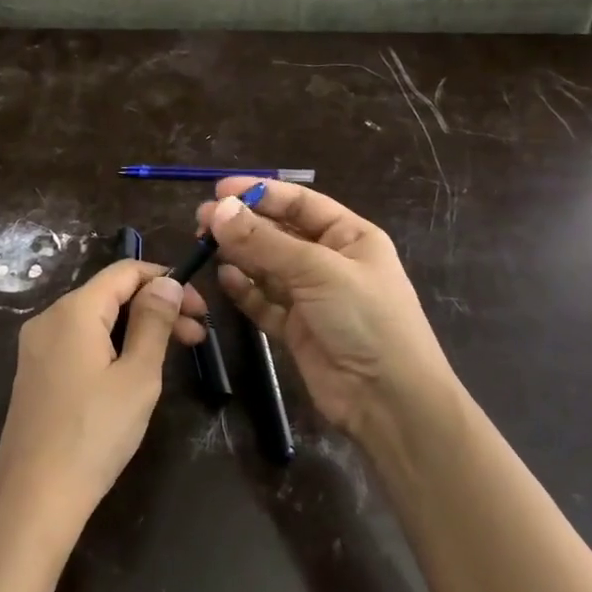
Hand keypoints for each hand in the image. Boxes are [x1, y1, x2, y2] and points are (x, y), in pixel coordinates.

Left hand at [0, 260, 206, 547]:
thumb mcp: (137, 376)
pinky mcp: (35, 373)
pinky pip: (79, 343)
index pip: (125, 271)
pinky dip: (111, 346)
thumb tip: (167, 283)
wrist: (34, 499)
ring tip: (174, 357)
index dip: (166, 280)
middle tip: (200, 338)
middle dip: (156, 308)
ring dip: (137, 329)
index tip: (201, 308)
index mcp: (73, 310)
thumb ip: (154, 322)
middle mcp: (49, 318)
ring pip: (96, 321)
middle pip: (110, 295)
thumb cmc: (94, 434)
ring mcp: (37, 347)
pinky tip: (133, 372)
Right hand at [197, 180, 456, 442]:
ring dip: (239, 255)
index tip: (219, 190)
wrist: (390, 401)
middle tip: (202, 220)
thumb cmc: (365, 319)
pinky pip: (264, 301)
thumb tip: (219, 209)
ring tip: (204, 245)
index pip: (299, 202)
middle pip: (278, 233)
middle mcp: (330, 262)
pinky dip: (244, 290)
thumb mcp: (317, 270)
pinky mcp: (296, 329)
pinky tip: (224, 279)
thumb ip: (264, 241)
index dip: (260, 193)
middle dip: (243, 225)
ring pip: (267, 267)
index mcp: (349, 236)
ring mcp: (312, 297)